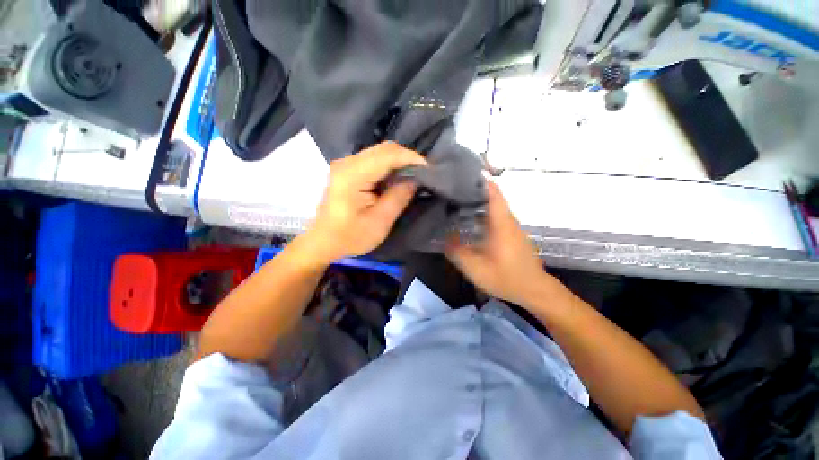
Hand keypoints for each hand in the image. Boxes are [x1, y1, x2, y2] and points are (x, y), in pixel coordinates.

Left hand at [301, 142, 426, 264]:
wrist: (324, 241)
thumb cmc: (350, 237)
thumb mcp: (379, 222)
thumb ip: (398, 198)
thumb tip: (415, 180)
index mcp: (353, 175)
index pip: (387, 155)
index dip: (411, 158)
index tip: (430, 170)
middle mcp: (347, 162)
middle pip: (384, 149)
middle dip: (407, 159)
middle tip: (424, 174)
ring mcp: (347, 164)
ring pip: (380, 152)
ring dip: (400, 162)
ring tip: (415, 176)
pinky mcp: (349, 169)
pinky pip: (375, 160)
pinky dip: (390, 166)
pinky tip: (398, 178)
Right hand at [446, 181, 551, 306]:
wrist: (534, 290)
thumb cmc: (506, 278)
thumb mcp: (475, 268)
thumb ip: (457, 252)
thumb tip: (444, 238)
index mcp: (501, 222)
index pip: (492, 191)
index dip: (479, 180)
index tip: (461, 176)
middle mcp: (508, 220)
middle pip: (492, 196)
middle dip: (473, 191)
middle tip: (452, 191)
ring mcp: (511, 227)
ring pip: (494, 207)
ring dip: (477, 203)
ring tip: (456, 203)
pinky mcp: (512, 235)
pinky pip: (496, 217)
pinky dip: (483, 214)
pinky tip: (470, 222)